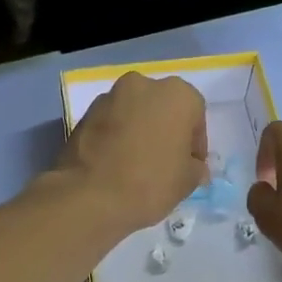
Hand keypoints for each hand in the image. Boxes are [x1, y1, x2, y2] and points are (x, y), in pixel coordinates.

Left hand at [58, 72, 207, 229]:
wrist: (90, 196)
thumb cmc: (150, 183)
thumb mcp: (187, 181)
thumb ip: (195, 167)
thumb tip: (192, 166)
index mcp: (177, 94)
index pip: (196, 115)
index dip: (195, 144)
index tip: (190, 166)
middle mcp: (143, 85)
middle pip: (163, 107)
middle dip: (166, 130)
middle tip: (165, 161)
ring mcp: (110, 97)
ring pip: (134, 113)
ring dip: (140, 131)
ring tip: (138, 163)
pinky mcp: (85, 114)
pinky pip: (111, 123)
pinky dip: (117, 137)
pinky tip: (116, 163)